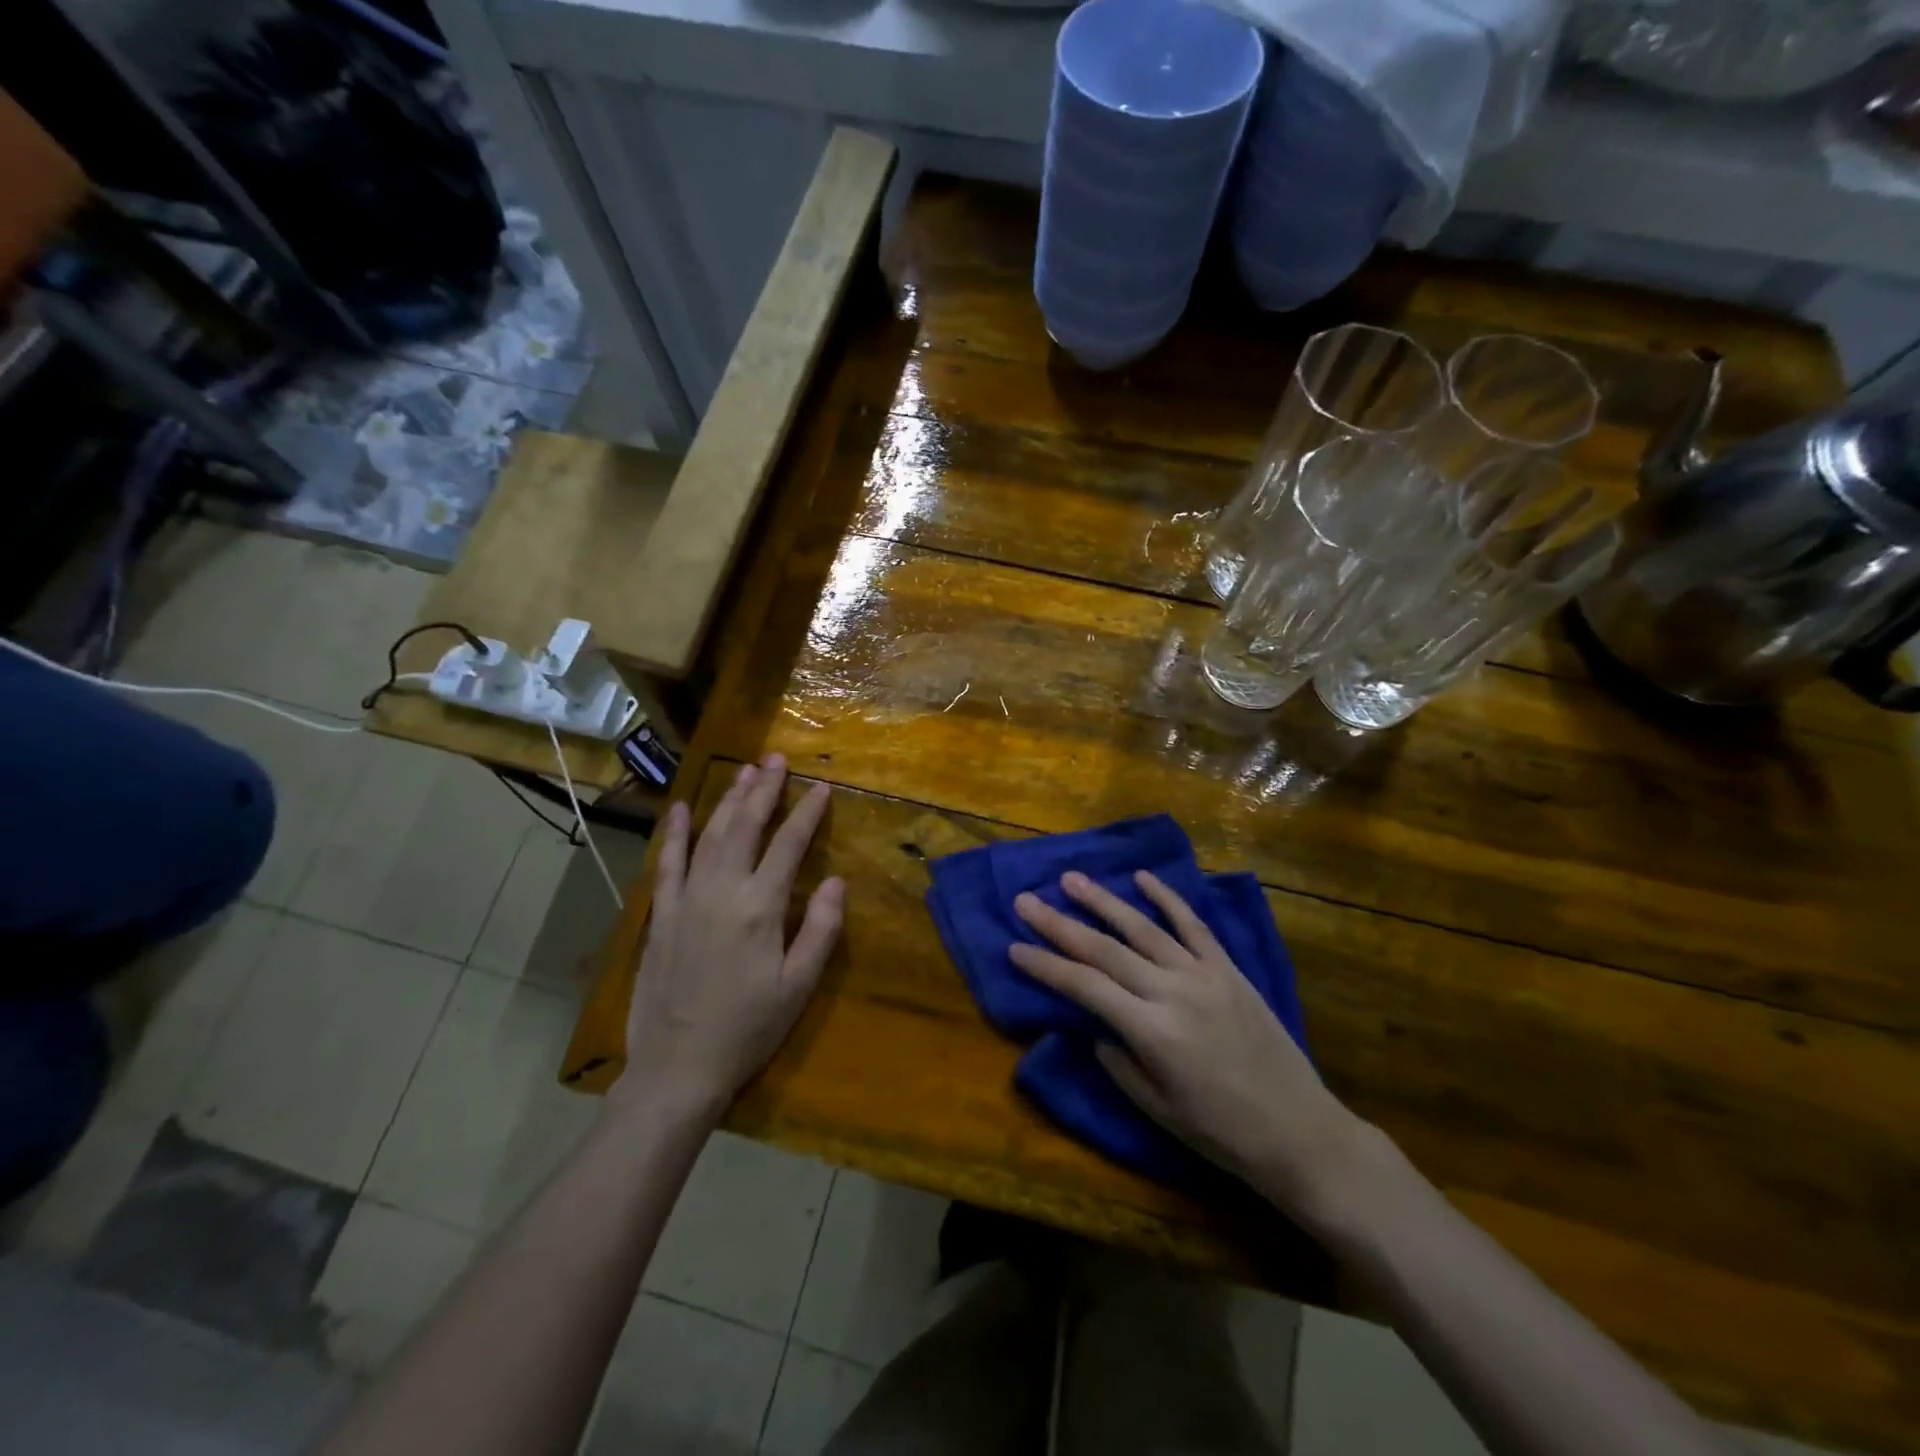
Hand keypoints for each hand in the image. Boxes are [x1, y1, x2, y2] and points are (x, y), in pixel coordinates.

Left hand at [612, 755, 843, 1121]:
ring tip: (745, 772)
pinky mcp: (662, 915)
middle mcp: (722, 891)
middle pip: (746, 826)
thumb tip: (836, 881)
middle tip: (776, 759)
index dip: (807, 813)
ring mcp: (686, 899)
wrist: (677, 1068)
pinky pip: (668, 863)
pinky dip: (676, 833)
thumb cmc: (747, 1029)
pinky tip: (683, 808)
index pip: (789, 845)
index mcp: (761, 908)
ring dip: (729, 800)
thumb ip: (820, 930)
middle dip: (764, 790)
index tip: (821, 787)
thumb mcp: (797, 987)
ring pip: (710, 835)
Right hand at [1011, 871, 1368, 1226]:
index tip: (1014, 946)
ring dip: (1103, 901)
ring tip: (1070, 880)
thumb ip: (1118, 1062)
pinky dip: (1166, 898)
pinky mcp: (1228, 969)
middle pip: (1104, 949)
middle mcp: (1172, 991)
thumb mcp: (1157, 1109)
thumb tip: (1093, 1026)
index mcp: (1151, 1031)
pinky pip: (1193, 925)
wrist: (1298, 1129)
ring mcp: (1203, 974)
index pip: (1084, 986)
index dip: (1046, 965)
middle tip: (1026, 900)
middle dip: (1059, 923)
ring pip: (1143, 927)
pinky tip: (1142, 878)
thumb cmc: (1220, 1131)